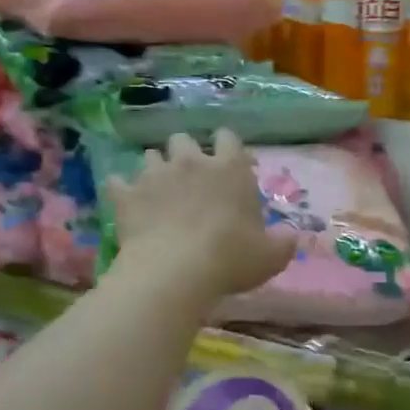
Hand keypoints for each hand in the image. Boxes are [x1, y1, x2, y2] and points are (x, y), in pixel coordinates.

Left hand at [105, 130, 294, 304]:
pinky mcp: (126, 195)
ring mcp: (154, 175)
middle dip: (186, 152)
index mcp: (229, 168)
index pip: (229, 138)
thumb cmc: (231, 258)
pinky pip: (117, 182)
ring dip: (155, 167)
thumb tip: (292, 237)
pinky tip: (125, 200)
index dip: (227, 146)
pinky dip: (121, 189)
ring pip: (150, 155)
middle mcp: (191, 161)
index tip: (229, 163)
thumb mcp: (271, 256)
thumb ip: (283, 242)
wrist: (175, 271)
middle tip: (191, 177)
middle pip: (184, 139)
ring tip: (159, 188)